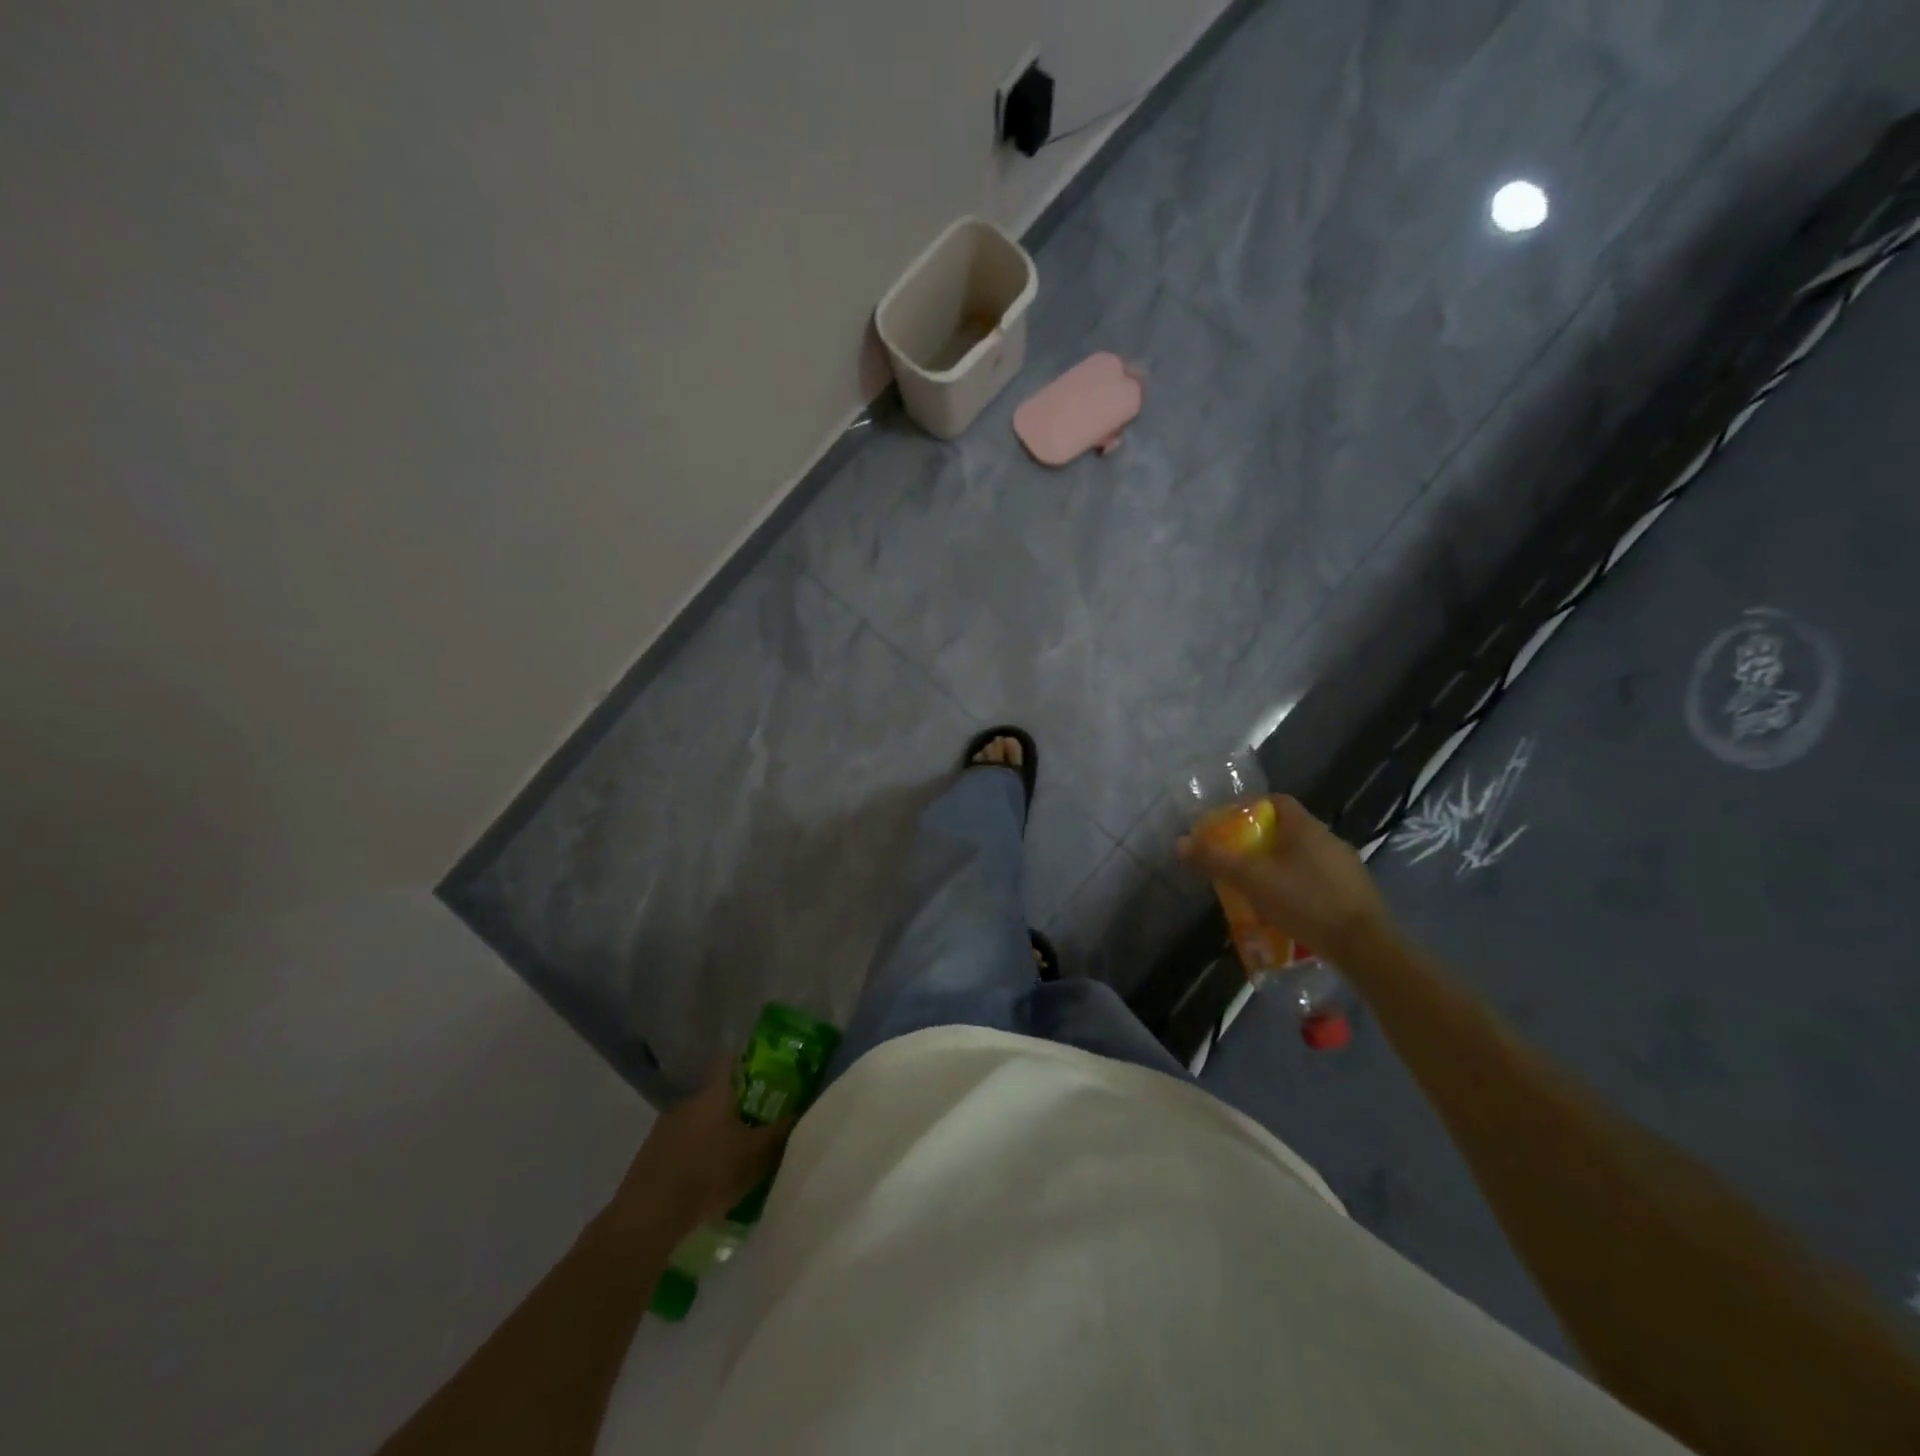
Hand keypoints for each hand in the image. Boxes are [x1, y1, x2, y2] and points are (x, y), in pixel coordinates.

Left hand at [608, 1067, 792, 1237]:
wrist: (648, 1217)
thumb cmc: (709, 1174)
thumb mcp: (756, 1156)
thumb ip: (780, 1133)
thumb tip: (801, 1113)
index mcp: (714, 1092)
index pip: (732, 1061)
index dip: (750, 1063)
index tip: (766, 1074)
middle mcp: (688, 1101)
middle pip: (717, 1095)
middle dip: (736, 1107)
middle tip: (757, 1123)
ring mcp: (665, 1127)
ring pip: (698, 1121)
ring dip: (714, 1133)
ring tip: (732, 1156)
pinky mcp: (650, 1155)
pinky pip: (682, 1145)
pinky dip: (695, 1155)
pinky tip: (705, 1179)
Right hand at [1177, 794, 1394, 962]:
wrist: (1365, 946)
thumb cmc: (1306, 901)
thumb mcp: (1252, 880)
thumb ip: (1215, 860)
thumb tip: (1180, 843)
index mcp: (1305, 827)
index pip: (1276, 801)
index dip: (1250, 807)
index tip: (1228, 824)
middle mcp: (1328, 838)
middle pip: (1287, 829)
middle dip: (1259, 841)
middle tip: (1236, 859)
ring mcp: (1345, 866)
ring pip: (1303, 856)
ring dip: (1279, 866)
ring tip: (1256, 888)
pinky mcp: (1354, 892)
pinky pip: (1317, 879)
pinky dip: (1298, 886)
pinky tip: (1287, 909)